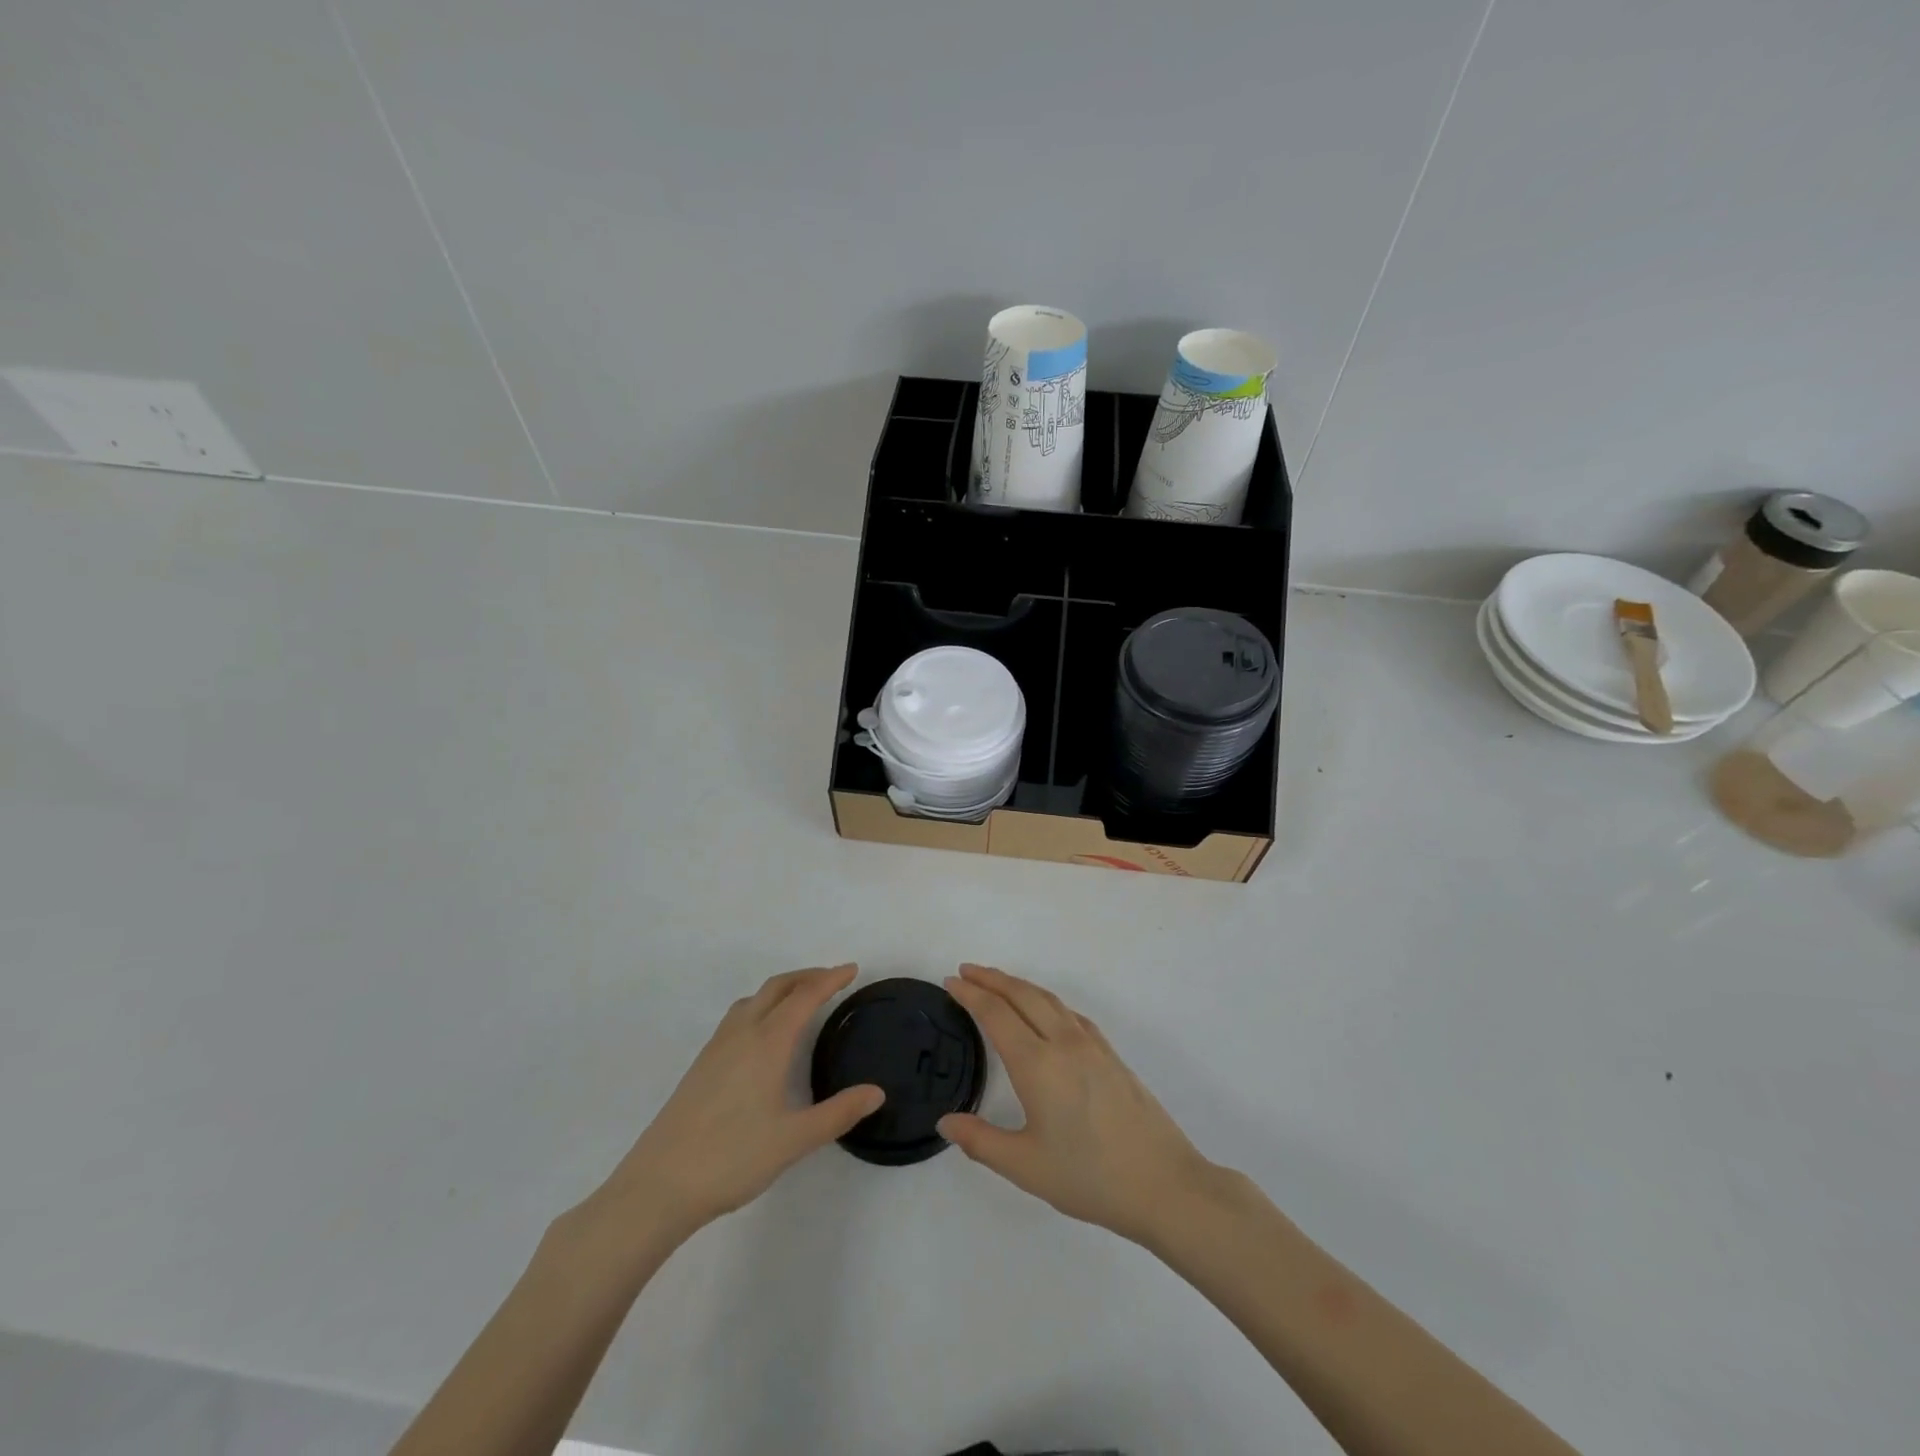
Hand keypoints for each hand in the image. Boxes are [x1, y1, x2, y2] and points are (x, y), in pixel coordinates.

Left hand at [584, 965, 882, 1244]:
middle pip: (777, 987)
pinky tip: (763, 1035)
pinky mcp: (701, 1065)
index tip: (852, 969)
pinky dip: (761, 1006)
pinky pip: (738, 1016)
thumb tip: (877, 1092)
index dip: (830, 979)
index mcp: (768, 1043)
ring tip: (801, 1000)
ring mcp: (717, 1048)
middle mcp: (742, 1034)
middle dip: (807, 976)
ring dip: (782, 989)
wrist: (659, 1185)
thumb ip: (838, 1113)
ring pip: (753, 999)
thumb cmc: (732, 1158)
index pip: (805, 996)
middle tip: (833, 979)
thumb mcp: (794, 1140)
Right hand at [937, 964, 1216, 1245]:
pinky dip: (1047, 1001)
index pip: (996, 1014)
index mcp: (1037, 1065)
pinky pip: (1070, 1013)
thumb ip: (981, 1141)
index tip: (951, 981)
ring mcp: (1091, 1045)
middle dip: (992, 978)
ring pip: (1049, 999)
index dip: (970, 994)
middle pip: (1022, 995)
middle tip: (967, 971)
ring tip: (998, 982)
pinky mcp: (1110, 1054)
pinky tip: (1046, 1012)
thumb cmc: (1090, 1177)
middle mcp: (1063, 1043)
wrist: (1163, 1183)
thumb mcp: (1026, 1167)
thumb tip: (946, 1121)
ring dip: (1019, 985)